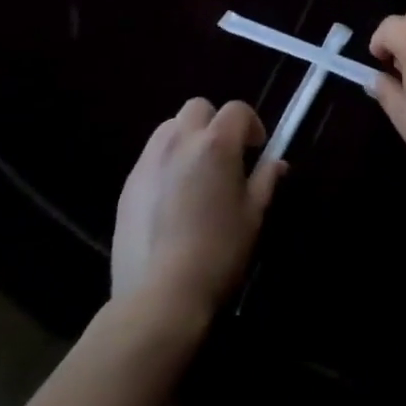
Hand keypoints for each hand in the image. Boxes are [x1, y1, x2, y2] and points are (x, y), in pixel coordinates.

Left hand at [111, 99, 283, 323]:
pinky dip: (165, 163)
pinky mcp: (128, 185)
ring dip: (186, 138)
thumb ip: (265, 181)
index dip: (251, 124)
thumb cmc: (217, 253)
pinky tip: (170, 199)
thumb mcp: (252, 217)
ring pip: (170, 128)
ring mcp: (149, 160)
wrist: (159, 297)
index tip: (256, 149)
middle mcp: (180, 140)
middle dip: (214, 123)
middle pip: (198, 108)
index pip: (237, 110)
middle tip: (224, 156)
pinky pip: (150, 157)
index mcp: (216, 143)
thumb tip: (277, 163)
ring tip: (195, 173)